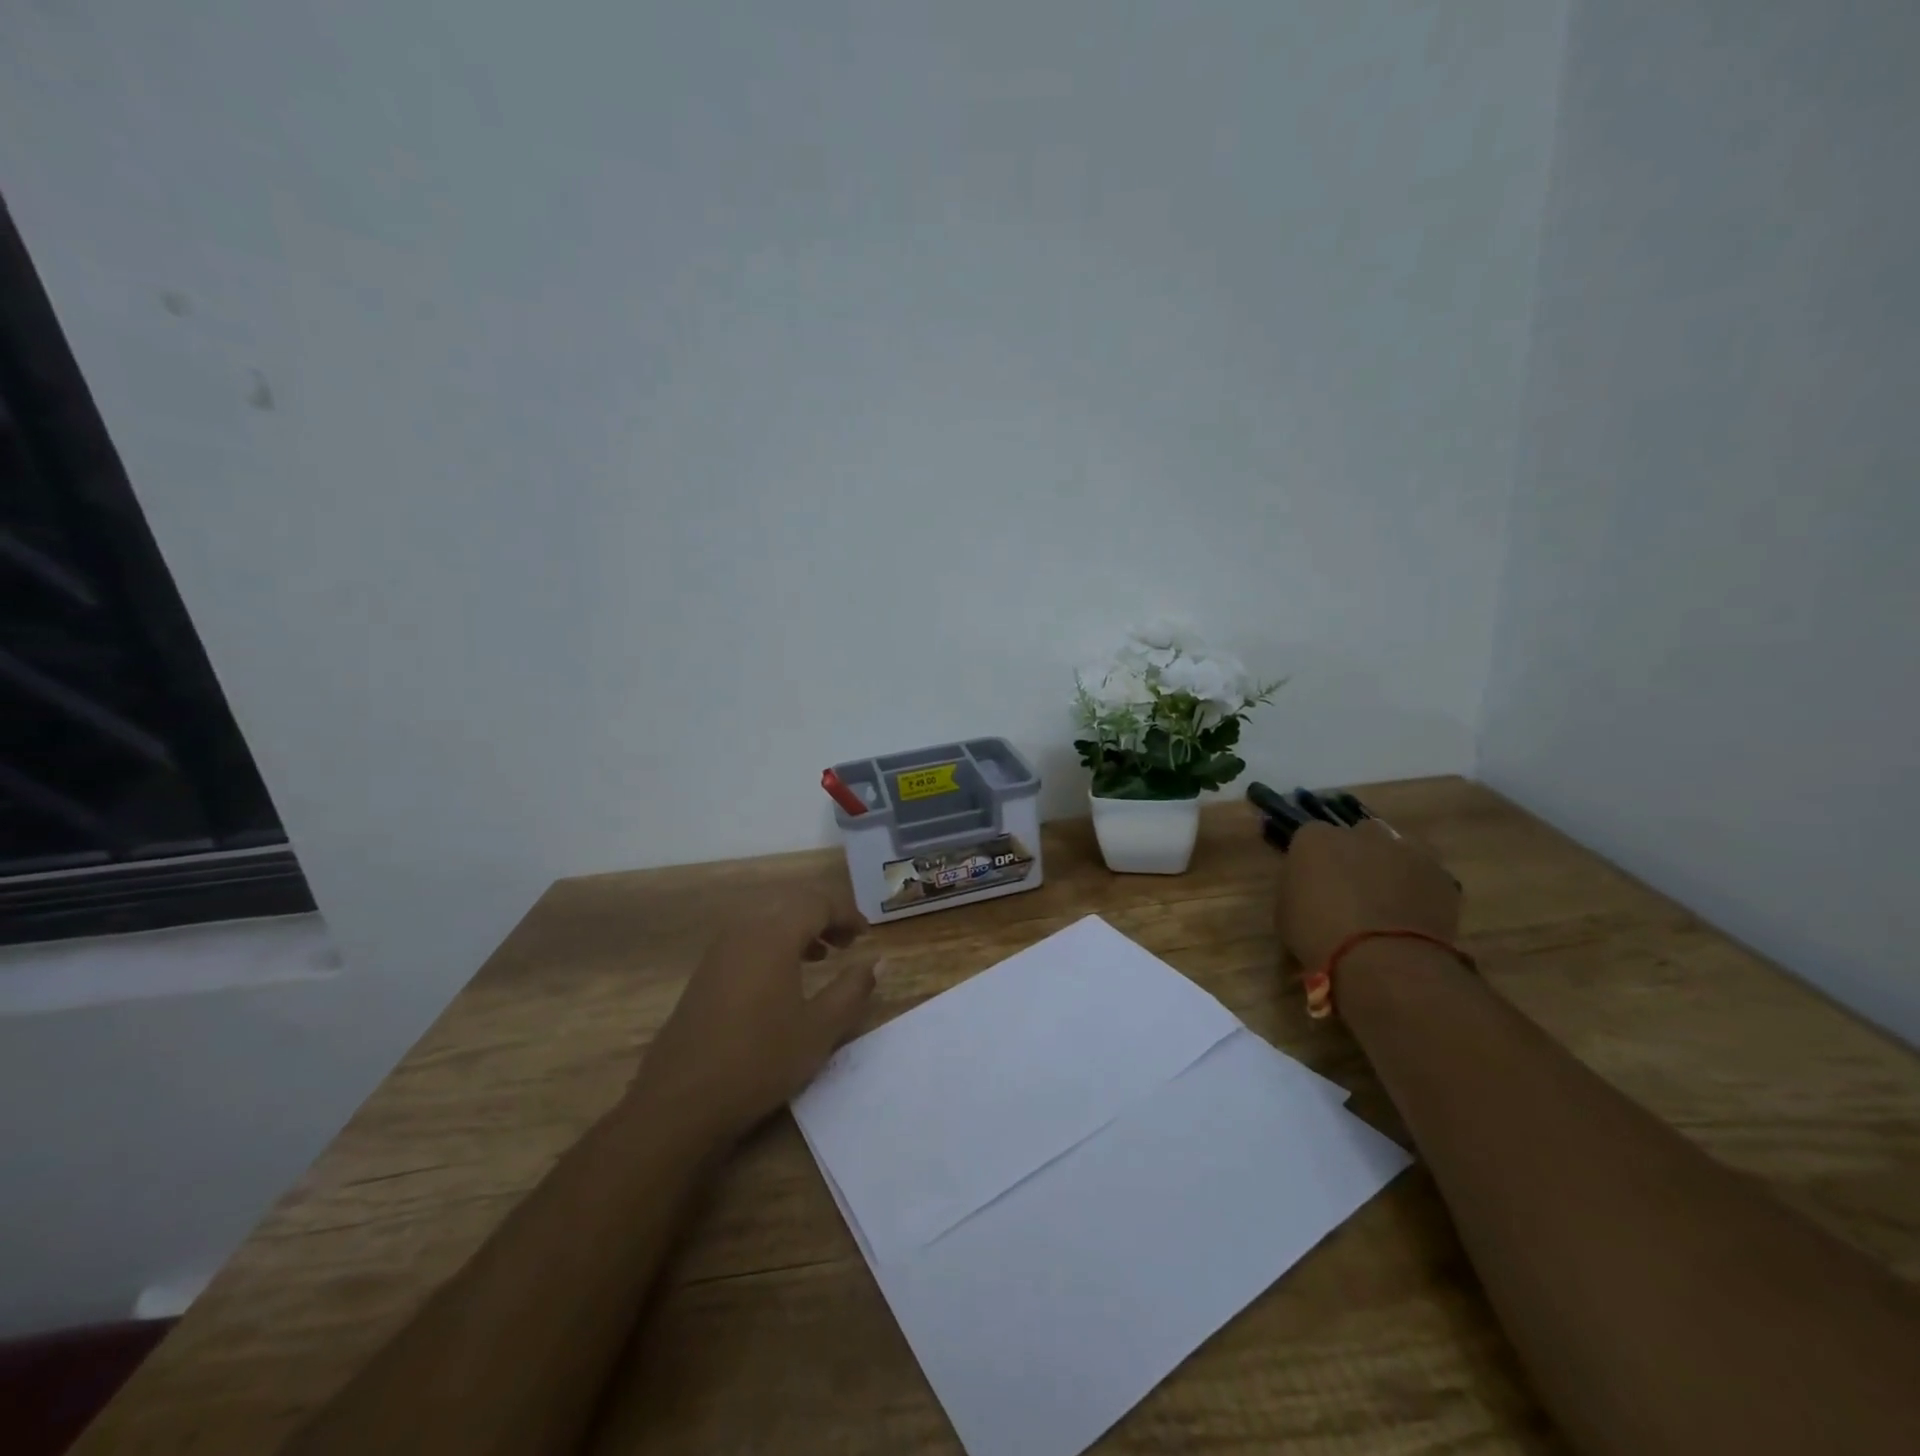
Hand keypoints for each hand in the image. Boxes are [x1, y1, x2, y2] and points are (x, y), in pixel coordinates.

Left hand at [635, 886, 877, 1143]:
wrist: (679, 1103)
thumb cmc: (759, 1061)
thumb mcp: (819, 1029)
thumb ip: (852, 989)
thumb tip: (878, 961)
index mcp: (773, 935)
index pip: (817, 903)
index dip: (846, 914)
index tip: (867, 936)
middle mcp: (743, 931)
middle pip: (790, 905)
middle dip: (823, 917)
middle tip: (848, 944)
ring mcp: (719, 951)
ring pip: (767, 921)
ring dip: (799, 930)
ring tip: (823, 957)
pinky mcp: (705, 974)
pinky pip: (748, 940)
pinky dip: (775, 945)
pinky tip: (784, 979)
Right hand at [1273, 819, 1460, 970]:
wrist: (1383, 959)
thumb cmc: (1318, 936)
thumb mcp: (1285, 911)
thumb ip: (1298, 887)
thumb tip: (1309, 888)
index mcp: (1315, 838)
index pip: (1310, 836)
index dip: (1313, 860)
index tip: (1313, 882)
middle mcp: (1359, 833)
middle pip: (1356, 836)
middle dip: (1355, 856)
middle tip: (1351, 890)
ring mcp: (1404, 850)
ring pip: (1395, 850)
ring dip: (1390, 867)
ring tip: (1387, 902)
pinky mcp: (1440, 874)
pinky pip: (1425, 875)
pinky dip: (1419, 889)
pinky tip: (1413, 915)